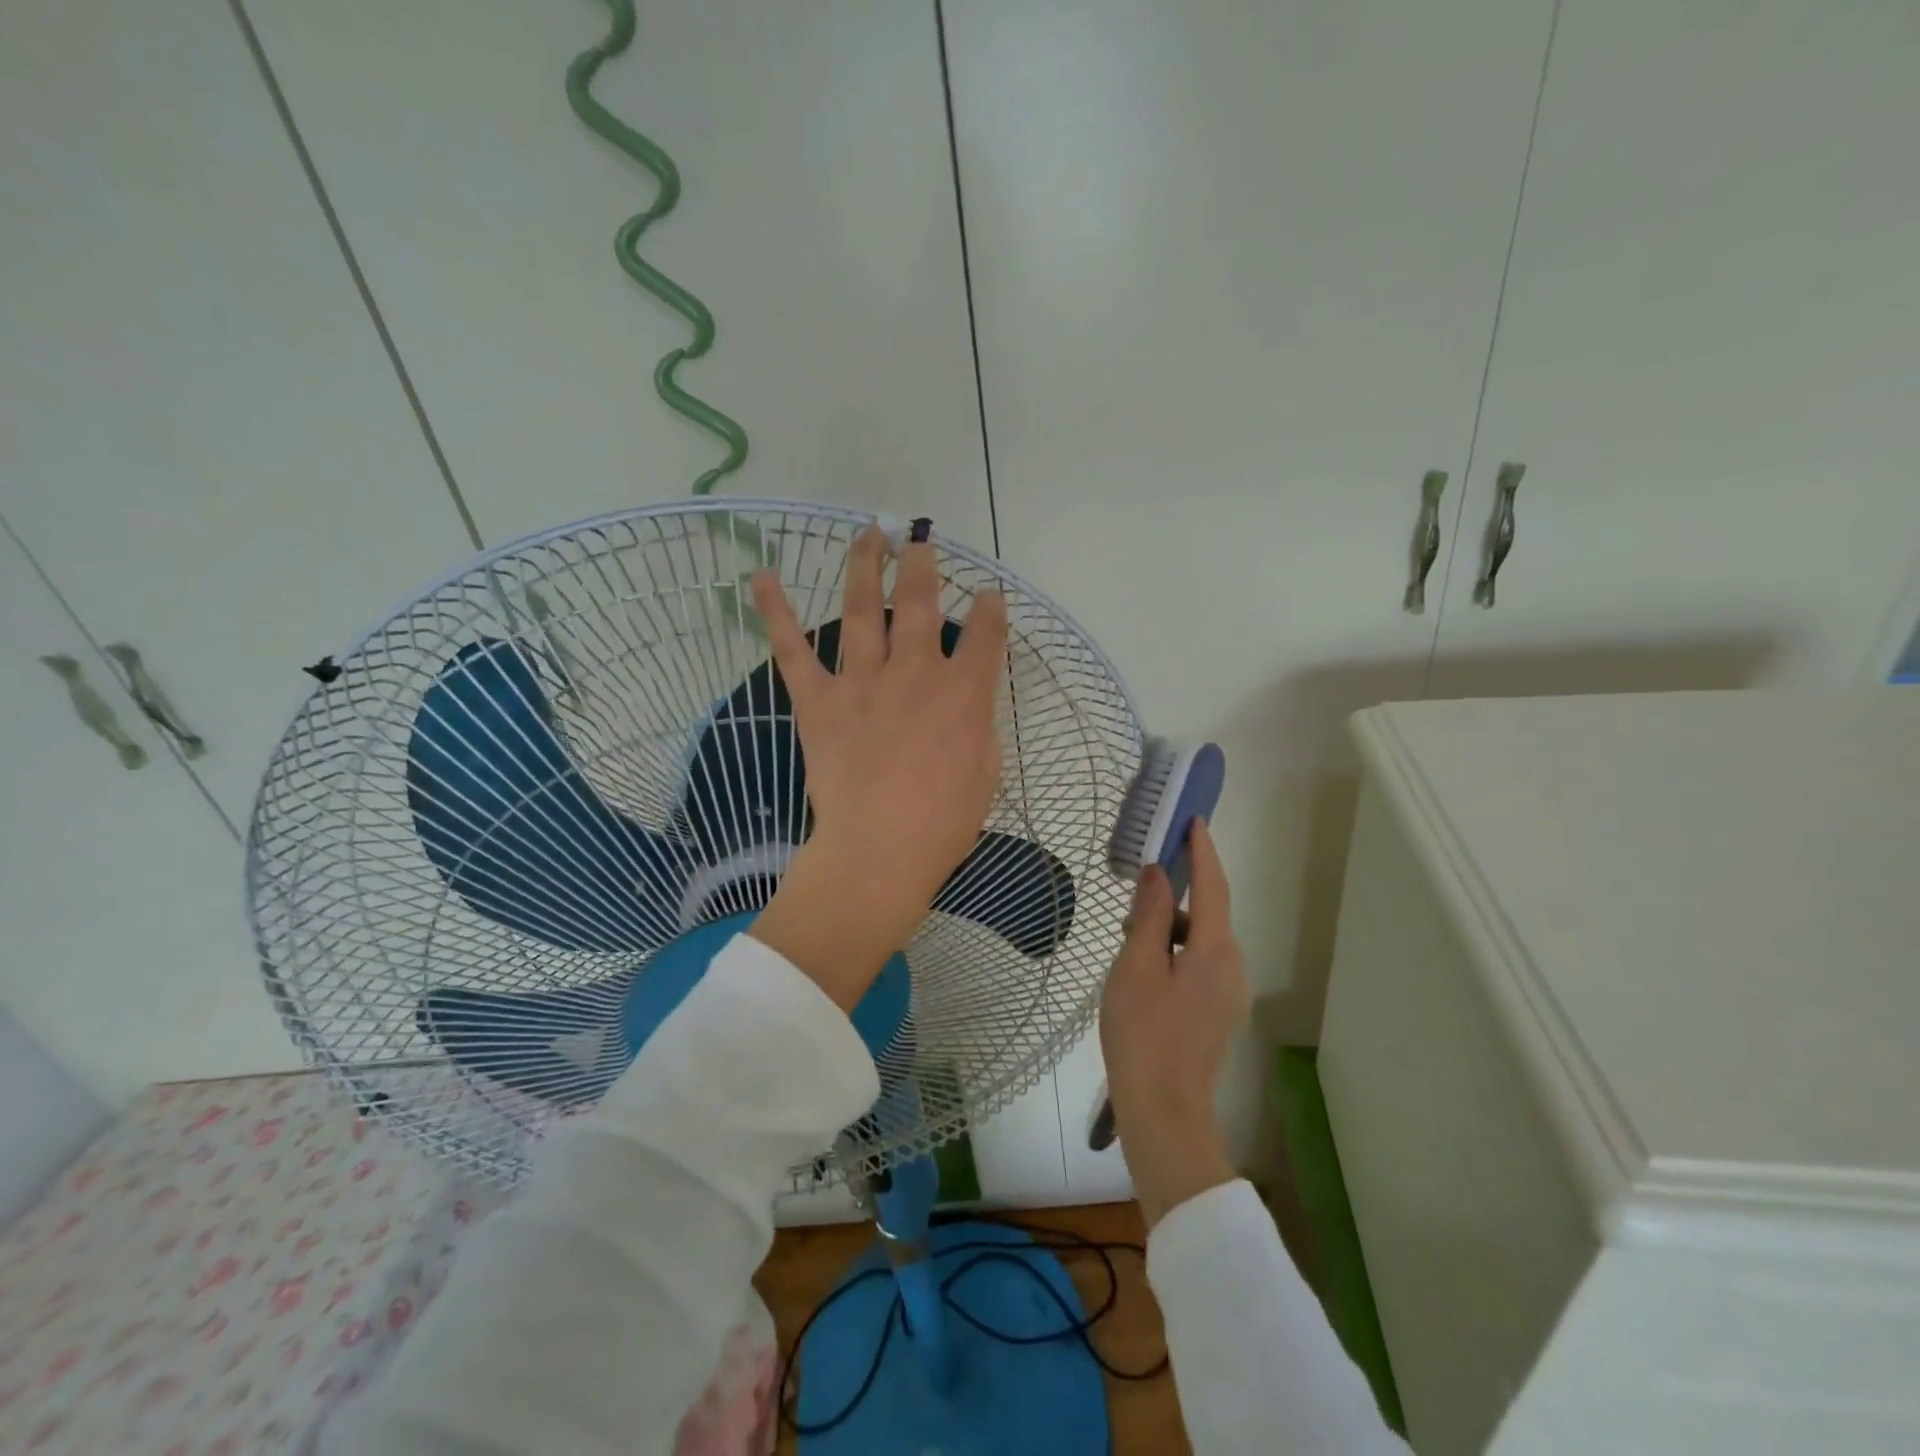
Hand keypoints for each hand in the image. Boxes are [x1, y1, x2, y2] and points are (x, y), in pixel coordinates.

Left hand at [747, 524, 1008, 1010]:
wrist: (877, 852)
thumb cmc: (942, 824)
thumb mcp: (985, 773)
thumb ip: (978, 725)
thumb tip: (968, 702)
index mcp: (964, 694)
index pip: (987, 635)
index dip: (992, 610)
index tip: (991, 596)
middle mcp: (916, 673)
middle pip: (921, 602)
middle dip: (923, 564)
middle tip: (919, 539)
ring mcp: (863, 681)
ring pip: (864, 609)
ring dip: (865, 565)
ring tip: (868, 533)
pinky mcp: (819, 700)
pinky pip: (793, 649)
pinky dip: (774, 612)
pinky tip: (762, 577)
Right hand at [1100, 819, 1247, 1225]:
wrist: (1164, 1110)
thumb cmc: (1142, 1033)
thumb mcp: (1136, 965)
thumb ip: (1150, 915)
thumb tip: (1156, 872)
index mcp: (1216, 950)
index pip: (1213, 885)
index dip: (1202, 850)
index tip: (1193, 820)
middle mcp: (1233, 966)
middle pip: (1207, 914)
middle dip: (1174, 897)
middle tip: (1134, 895)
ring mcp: (1229, 992)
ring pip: (1201, 941)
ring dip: (1169, 930)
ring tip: (1129, 941)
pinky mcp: (1219, 1011)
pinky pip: (1200, 964)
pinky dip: (1174, 952)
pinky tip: (1143, 970)